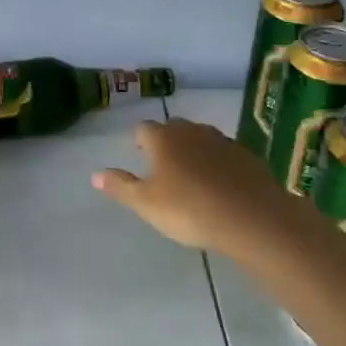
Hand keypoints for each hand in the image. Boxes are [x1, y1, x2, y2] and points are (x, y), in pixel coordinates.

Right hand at [93, 119, 303, 260]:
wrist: (251, 218)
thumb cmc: (189, 210)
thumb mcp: (146, 204)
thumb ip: (121, 186)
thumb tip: (95, 174)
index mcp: (163, 139)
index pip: (143, 128)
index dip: (139, 140)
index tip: (140, 155)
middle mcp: (191, 131)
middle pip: (174, 128)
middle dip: (167, 142)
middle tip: (164, 166)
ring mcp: (222, 140)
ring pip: (201, 138)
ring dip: (194, 150)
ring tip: (193, 176)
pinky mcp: (247, 155)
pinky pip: (225, 153)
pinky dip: (219, 163)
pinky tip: (221, 185)